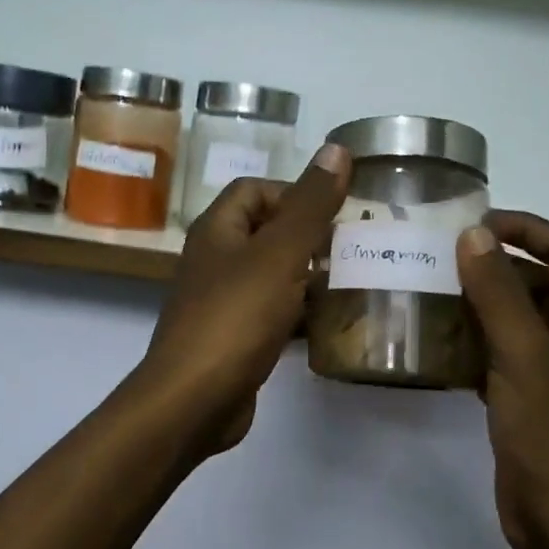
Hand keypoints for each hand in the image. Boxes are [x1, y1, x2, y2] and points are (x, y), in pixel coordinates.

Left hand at [135, 143, 351, 460]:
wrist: (194, 400)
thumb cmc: (236, 316)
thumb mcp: (279, 253)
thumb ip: (310, 204)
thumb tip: (337, 149)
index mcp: (217, 230)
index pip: (255, 189)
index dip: (294, 192)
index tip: (335, 212)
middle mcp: (214, 260)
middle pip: (266, 231)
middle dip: (310, 236)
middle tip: (354, 247)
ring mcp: (221, 302)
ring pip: (271, 275)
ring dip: (308, 276)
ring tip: (353, 282)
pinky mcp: (233, 339)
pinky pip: (271, 313)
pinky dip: (298, 313)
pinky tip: (330, 324)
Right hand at [455, 213, 548, 548]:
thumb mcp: (525, 355)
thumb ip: (498, 292)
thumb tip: (472, 235)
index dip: (526, 228)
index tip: (473, 224)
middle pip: (540, 282)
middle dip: (494, 266)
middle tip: (438, 259)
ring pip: (516, 321)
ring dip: (478, 305)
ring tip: (428, 293)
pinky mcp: (530, 402)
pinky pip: (500, 357)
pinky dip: (473, 345)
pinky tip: (435, 345)